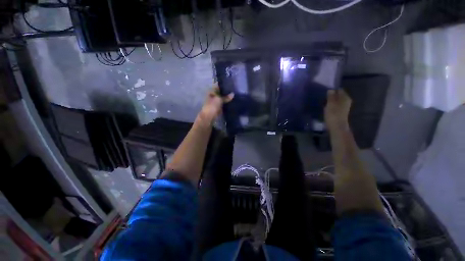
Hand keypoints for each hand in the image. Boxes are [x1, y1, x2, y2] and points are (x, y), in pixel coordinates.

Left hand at [197, 84, 233, 124]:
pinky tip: (233, 101)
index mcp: (211, 92)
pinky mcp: (219, 107)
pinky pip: (224, 104)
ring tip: (235, 95)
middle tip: (235, 89)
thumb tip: (233, 94)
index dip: (224, 85)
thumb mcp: (219, 99)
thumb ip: (226, 97)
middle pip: (221, 92)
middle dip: (227, 91)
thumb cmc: (212, 106)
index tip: (231, 83)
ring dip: (228, 98)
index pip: (218, 86)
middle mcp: (213, 96)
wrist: (209, 117)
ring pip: (223, 98)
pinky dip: (227, 103)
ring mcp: (216, 102)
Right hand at [324, 89, 351, 129]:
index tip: (325, 93)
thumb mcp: (330, 103)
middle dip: (331, 96)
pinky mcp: (341, 112)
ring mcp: (344, 107)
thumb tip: (330, 90)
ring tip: (323, 104)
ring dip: (330, 102)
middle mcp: (346, 101)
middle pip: (338, 96)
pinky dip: (331, 107)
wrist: (337, 127)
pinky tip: (326, 109)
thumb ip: (331, 96)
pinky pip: (335, 106)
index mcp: (345, 97)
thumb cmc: (333, 114)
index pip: (339, 90)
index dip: (332, 90)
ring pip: (336, 101)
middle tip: (323, 98)